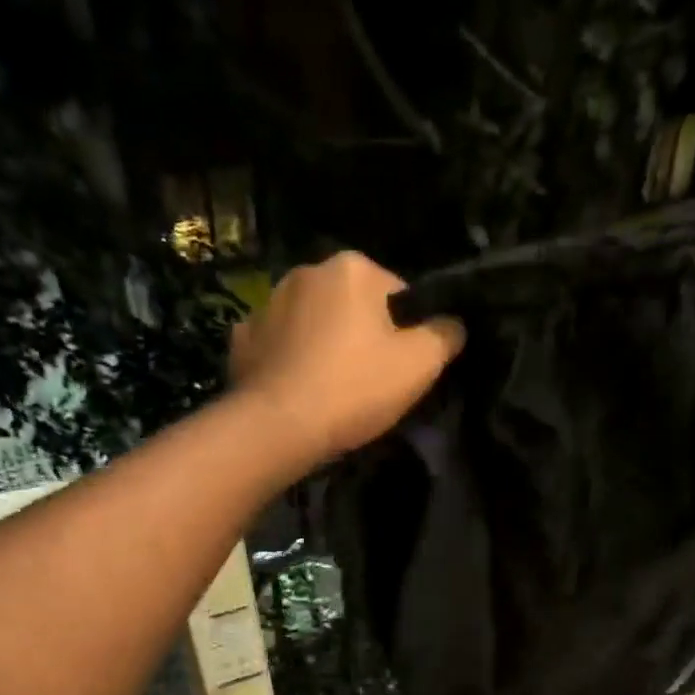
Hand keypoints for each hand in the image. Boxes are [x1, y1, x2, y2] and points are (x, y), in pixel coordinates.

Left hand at [228, 251, 464, 461]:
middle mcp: (306, 272)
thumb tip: (453, 324)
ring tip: (327, 392)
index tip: (399, 369)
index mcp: (352, 267)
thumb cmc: (354, 389)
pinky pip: (276, 347)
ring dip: (321, 346)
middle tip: (364, 385)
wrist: (278, 427)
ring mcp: (266, 304)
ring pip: (310, 324)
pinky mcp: (241, 341)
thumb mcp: (419, 366)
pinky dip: (286, 363)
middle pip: (349, 306)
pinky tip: (294, 392)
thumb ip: (444, 337)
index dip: (404, 333)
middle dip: (359, 336)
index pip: (395, 293)